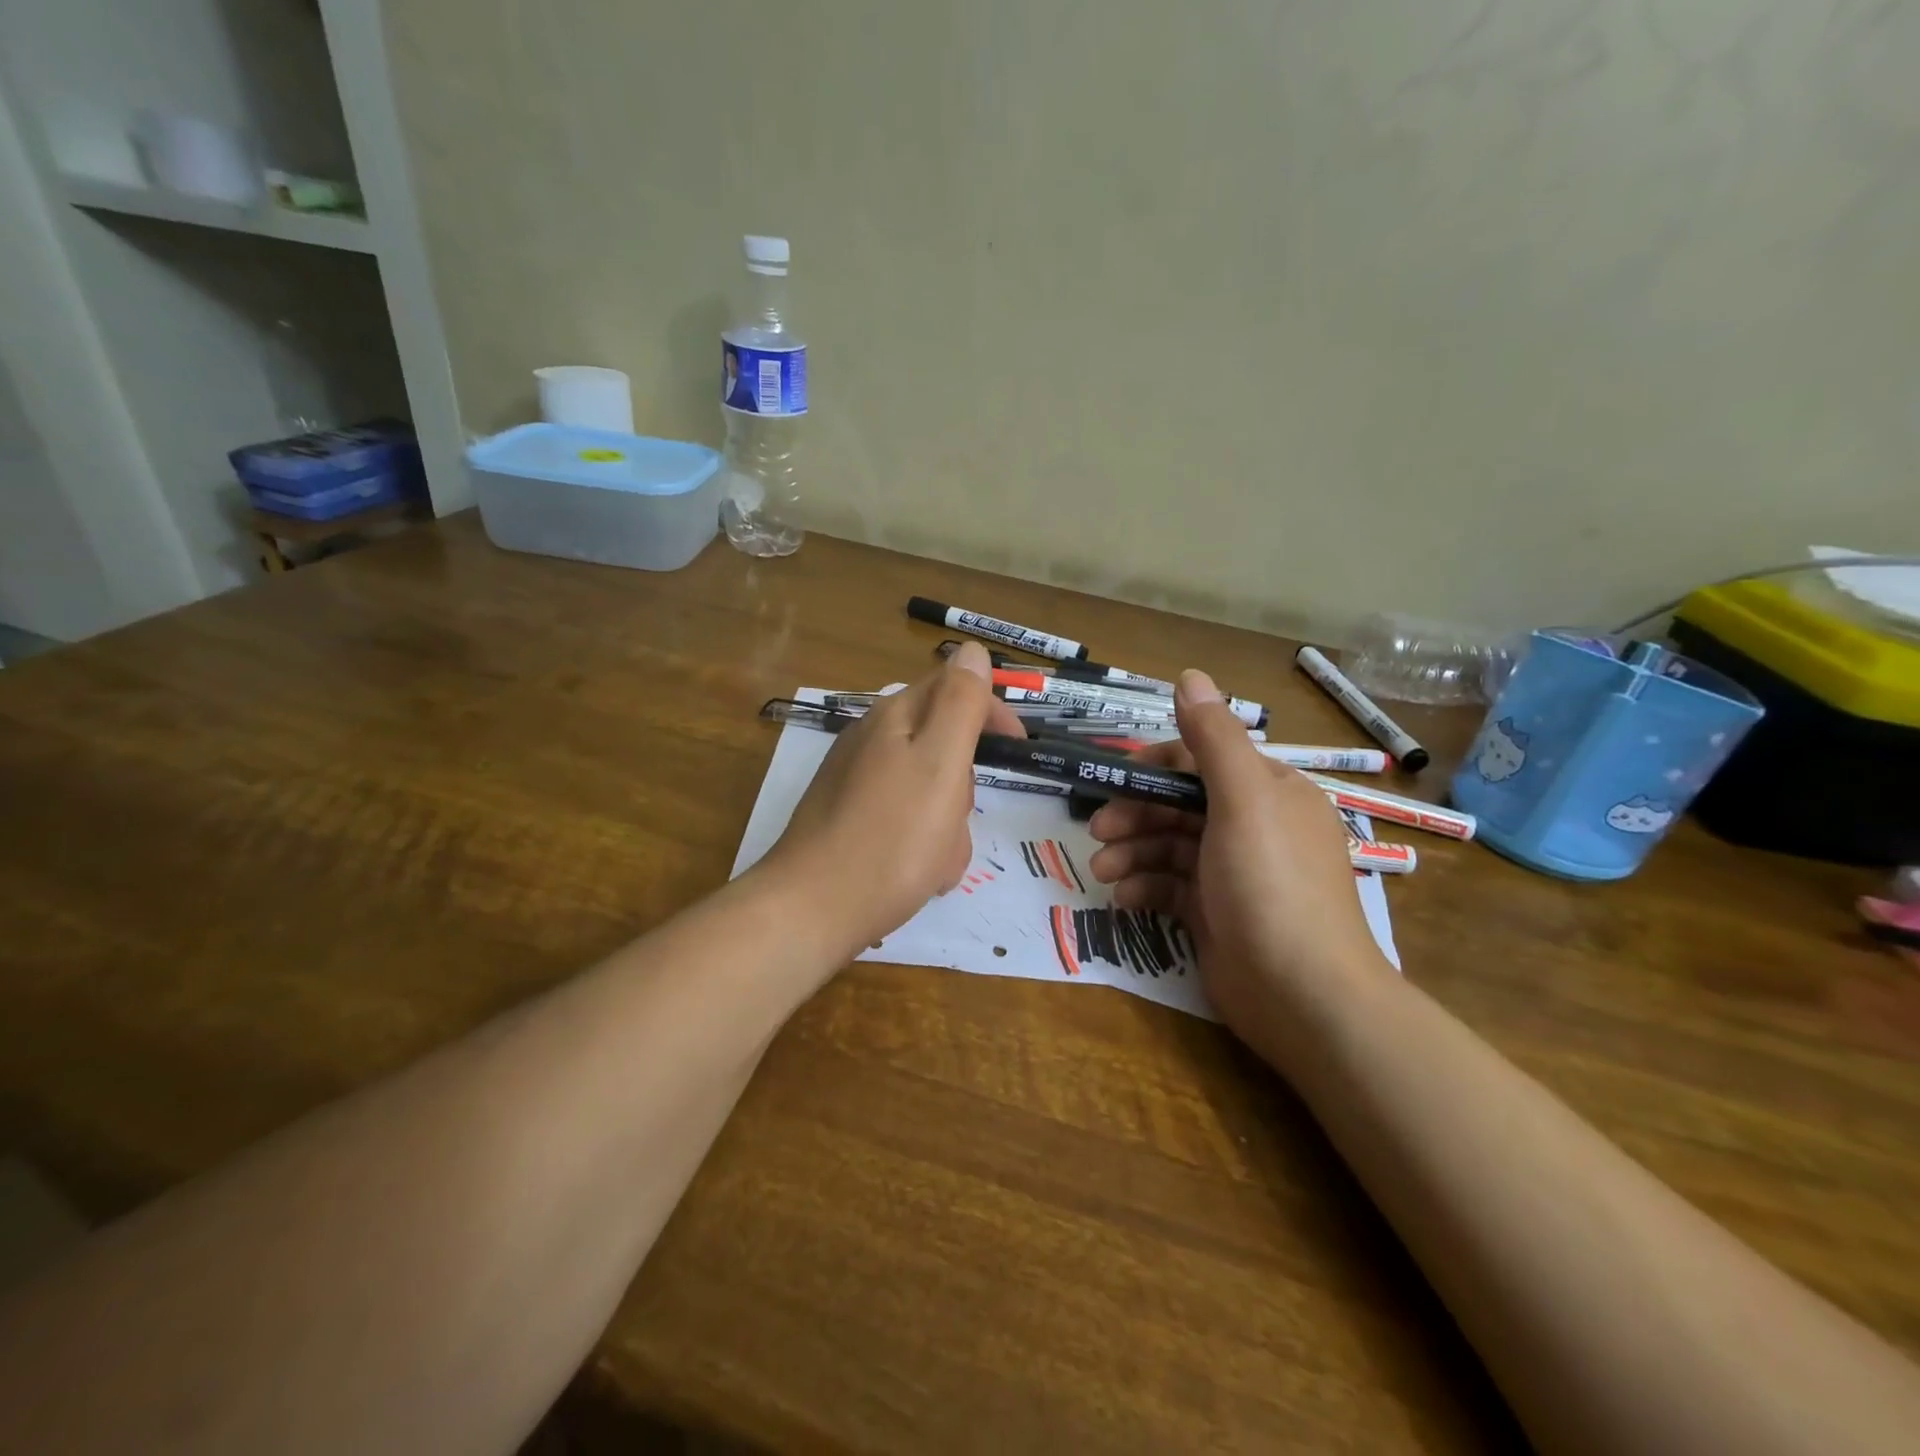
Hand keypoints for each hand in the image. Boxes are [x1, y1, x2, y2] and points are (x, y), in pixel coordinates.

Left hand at [760, 642, 1026, 959]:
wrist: (814, 910)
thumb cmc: (891, 837)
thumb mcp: (940, 763)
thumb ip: (960, 703)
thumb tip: (971, 649)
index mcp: (893, 718)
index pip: (952, 688)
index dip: (991, 711)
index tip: (1019, 747)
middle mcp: (871, 742)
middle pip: (942, 745)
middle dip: (963, 783)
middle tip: (958, 815)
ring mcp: (856, 783)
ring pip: (928, 790)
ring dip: (947, 823)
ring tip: (937, 858)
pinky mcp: (850, 821)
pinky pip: (906, 820)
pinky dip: (923, 844)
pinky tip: (918, 874)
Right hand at [1085, 670, 1392, 1038]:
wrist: (1303, 996)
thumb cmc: (1271, 884)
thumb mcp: (1244, 800)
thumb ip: (1213, 738)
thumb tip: (1190, 675)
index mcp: (1269, 792)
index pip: (1203, 761)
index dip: (1156, 766)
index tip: (1115, 777)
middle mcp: (1253, 826)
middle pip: (1179, 805)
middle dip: (1135, 814)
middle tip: (1098, 830)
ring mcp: (1232, 873)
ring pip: (1169, 846)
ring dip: (1131, 852)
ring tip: (1102, 871)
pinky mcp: (1215, 913)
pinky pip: (1169, 886)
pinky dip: (1143, 887)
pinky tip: (1123, 898)